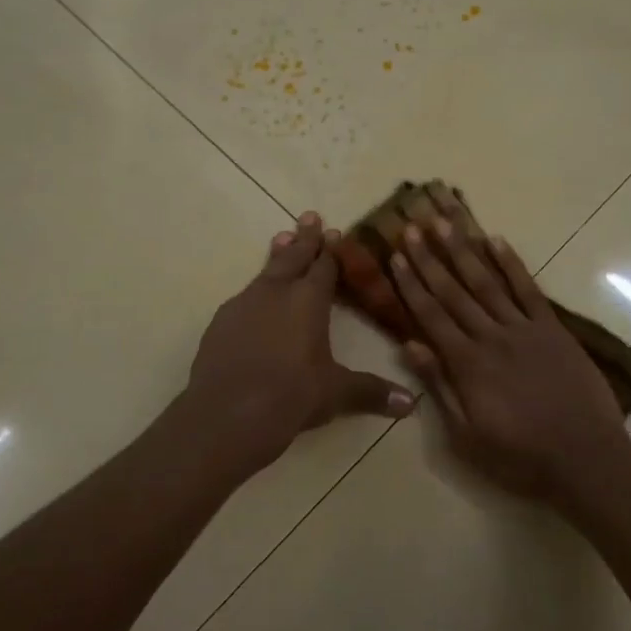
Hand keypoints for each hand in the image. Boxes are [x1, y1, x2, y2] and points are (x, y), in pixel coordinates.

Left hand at [184, 211, 415, 475]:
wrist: (227, 414)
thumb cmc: (291, 396)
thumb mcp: (336, 394)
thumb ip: (371, 392)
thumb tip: (410, 403)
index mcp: (308, 301)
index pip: (324, 266)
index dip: (332, 250)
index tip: (336, 232)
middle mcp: (276, 293)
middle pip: (293, 257)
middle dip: (304, 238)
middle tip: (309, 215)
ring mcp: (243, 305)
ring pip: (265, 272)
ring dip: (277, 256)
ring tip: (282, 239)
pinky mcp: (220, 323)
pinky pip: (244, 297)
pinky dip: (256, 291)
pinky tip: (254, 300)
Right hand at [386, 193, 629, 500]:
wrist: (585, 458)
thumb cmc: (519, 456)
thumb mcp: (466, 435)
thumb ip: (439, 386)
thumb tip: (409, 345)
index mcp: (467, 364)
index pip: (431, 315)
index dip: (411, 284)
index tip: (396, 256)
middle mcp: (491, 337)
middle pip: (453, 291)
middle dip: (429, 258)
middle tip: (411, 226)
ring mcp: (524, 329)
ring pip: (487, 282)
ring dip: (463, 250)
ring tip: (444, 222)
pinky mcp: (553, 329)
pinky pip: (528, 290)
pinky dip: (511, 264)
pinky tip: (496, 240)